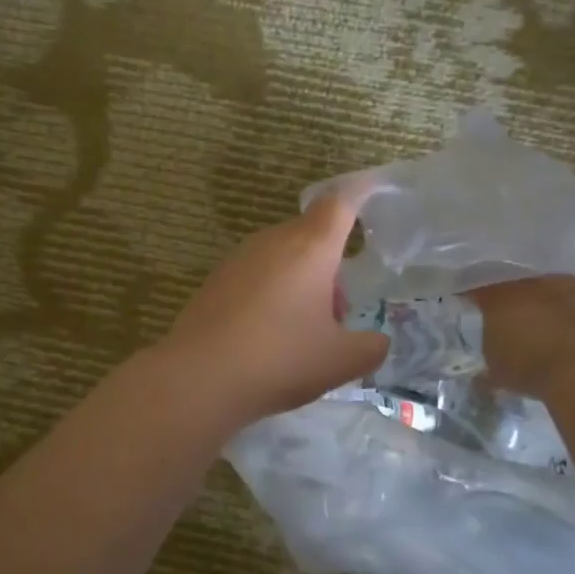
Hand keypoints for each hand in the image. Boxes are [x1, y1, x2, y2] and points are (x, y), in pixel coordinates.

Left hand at [164, 192, 389, 425]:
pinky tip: (267, 339)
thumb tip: (376, 342)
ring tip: (303, 333)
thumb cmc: (279, 359)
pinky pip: (256, 276)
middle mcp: (272, 241)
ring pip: (282, 258)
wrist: (198, 379)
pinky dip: (271, 296)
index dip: (360, 196)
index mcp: (310, 247)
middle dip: (330, 267)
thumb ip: (370, 348)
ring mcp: (238, 259)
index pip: (340, 203)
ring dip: (300, 284)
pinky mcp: (214, 281)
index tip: (373, 194)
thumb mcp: (341, 362)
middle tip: (337, 314)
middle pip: (311, 236)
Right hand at [472, 275, 574, 397]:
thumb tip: (481, 379)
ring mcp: (565, 283)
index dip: (476, 301)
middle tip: (514, 321)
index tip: (473, 311)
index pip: (479, 292)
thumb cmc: (530, 367)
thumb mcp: (498, 375)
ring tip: (550, 324)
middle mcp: (529, 283)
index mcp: (497, 297)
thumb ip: (487, 369)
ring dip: (549, 303)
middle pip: (517, 286)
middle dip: (515, 302)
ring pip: (551, 288)